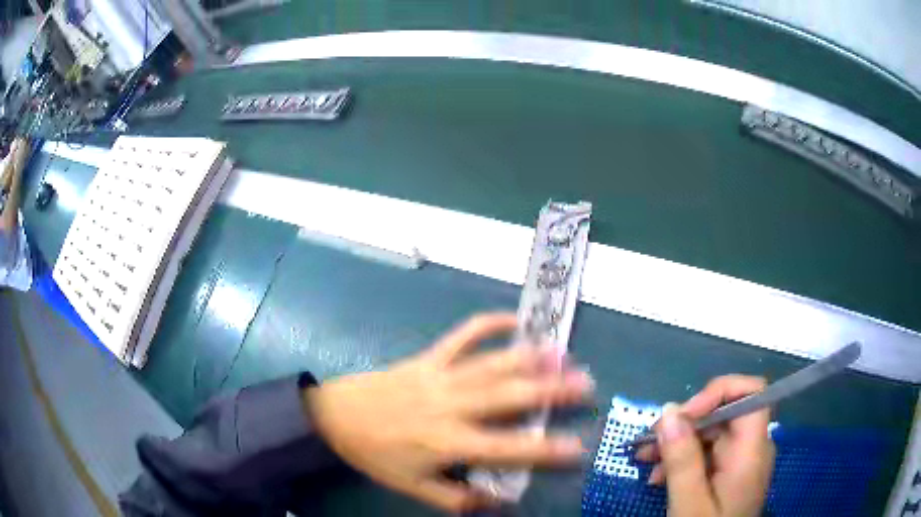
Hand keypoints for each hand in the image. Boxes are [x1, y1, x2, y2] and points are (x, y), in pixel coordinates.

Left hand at [303, 313, 593, 512]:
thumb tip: (501, 500)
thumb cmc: (377, 455)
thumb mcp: (414, 489)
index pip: (506, 449)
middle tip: (584, 383)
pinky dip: (488, 324)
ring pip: (492, 364)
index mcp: (448, 442)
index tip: (577, 446)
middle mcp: (451, 406)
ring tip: (562, 350)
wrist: (336, 417)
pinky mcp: (428, 357)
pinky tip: (513, 320)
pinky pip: (462, 335)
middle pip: (508, 397)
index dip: (544, 449)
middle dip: (550, 390)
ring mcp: (440, 376)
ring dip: (529, 356)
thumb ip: (458, 498)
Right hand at [637, 375, 774, 516]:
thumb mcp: (688, 503)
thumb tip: (669, 410)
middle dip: (685, 424)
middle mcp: (752, 448)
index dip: (719, 392)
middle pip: (725, 413)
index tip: (683, 415)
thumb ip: (682, 459)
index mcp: (751, 451)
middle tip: (649, 445)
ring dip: (678, 444)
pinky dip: (683, 460)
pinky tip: (659, 477)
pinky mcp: (730, 474)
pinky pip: (708, 454)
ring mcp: (741, 462)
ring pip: (713, 434)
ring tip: (645, 462)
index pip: (751, 393)